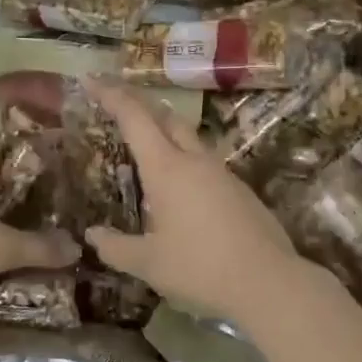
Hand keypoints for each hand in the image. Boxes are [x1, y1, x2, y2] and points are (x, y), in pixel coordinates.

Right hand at [82, 77, 318, 326]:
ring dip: (165, 132)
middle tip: (117, 105)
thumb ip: (116, 248)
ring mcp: (222, 172)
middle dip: (140, 105)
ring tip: (146, 146)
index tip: (92, 80)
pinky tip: (180, 187)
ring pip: (190, 138)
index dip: (112, 95)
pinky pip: (205, 162)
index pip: (134, 118)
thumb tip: (93, 235)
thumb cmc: (201, 268)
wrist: (269, 281)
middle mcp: (195, 160)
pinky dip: (185, 159)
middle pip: (166, 117)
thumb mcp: (149, 264)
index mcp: (166, 169)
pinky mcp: (240, 190)